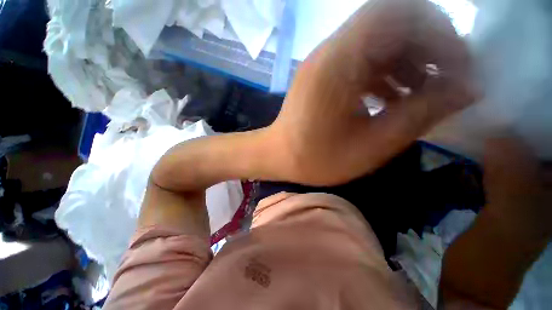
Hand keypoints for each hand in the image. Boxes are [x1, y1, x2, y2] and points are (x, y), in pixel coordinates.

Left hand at [263, 0, 477, 185]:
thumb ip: (421, 114)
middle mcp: (329, 52)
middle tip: (444, 80)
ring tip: (420, 95)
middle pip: (391, 24)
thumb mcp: (371, 145)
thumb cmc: (315, 158)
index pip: (400, 12)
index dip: (438, 32)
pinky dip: (385, 73)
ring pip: (377, 43)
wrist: (279, 157)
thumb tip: (468, 88)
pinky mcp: (322, 76)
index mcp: (338, 63)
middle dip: (426, 47)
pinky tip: (391, 99)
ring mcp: (324, 63)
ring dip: (406, 62)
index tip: (458, 66)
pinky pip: (361, 61)